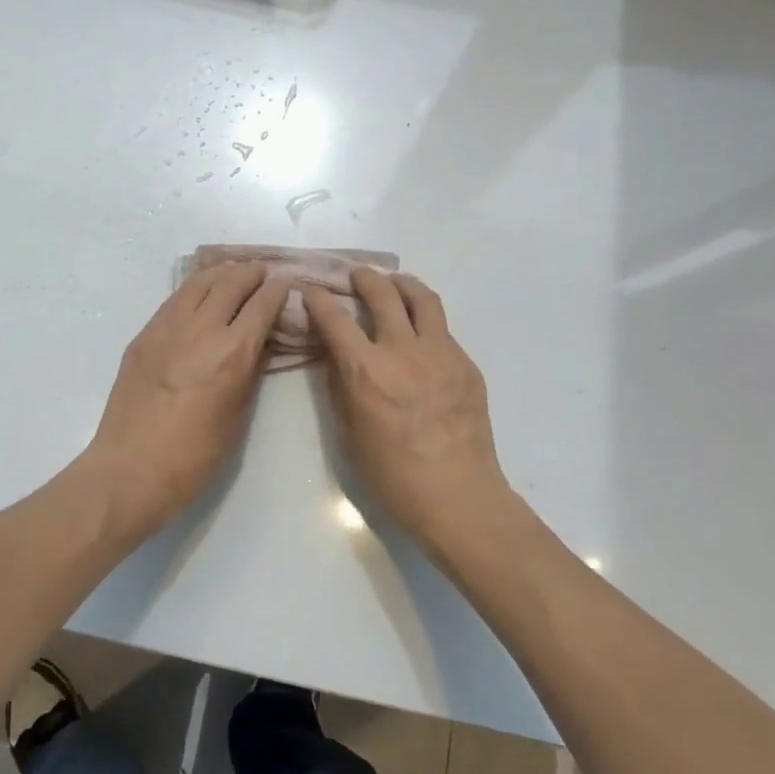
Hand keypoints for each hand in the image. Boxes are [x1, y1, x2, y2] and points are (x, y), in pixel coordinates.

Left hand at [81, 262, 292, 543]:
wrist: (131, 469)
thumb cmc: (194, 456)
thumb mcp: (237, 416)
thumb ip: (251, 372)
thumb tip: (260, 343)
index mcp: (232, 352)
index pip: (262, 304)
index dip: (278, 289)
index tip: (286, 282)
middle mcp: (201, 329)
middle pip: (231, 282)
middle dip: (251, 273)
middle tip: (262, 273)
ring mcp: (167, 328)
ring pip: (199, 282)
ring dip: (221, 273)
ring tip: (232, 274)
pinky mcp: (144, 335)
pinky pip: (174, 300)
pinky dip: (194, 289)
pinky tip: (200, 295)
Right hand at [307, 269, 514, 552]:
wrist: (458, 497)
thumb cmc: (393, 476)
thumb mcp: (350, 433)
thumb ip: (341, 386)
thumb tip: (336, 356)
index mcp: (367, 371)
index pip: (335, 318)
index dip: (317, 298)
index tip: (309, 288)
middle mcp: (404, 351)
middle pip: (382, 293)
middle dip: (363, 277)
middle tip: (356, 276)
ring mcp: (441, 353)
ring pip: (422, 298)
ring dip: (402, 284)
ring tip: (393, 285)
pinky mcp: (466, 364)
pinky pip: (442, 329)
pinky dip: (425, 321)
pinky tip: (419, 337)